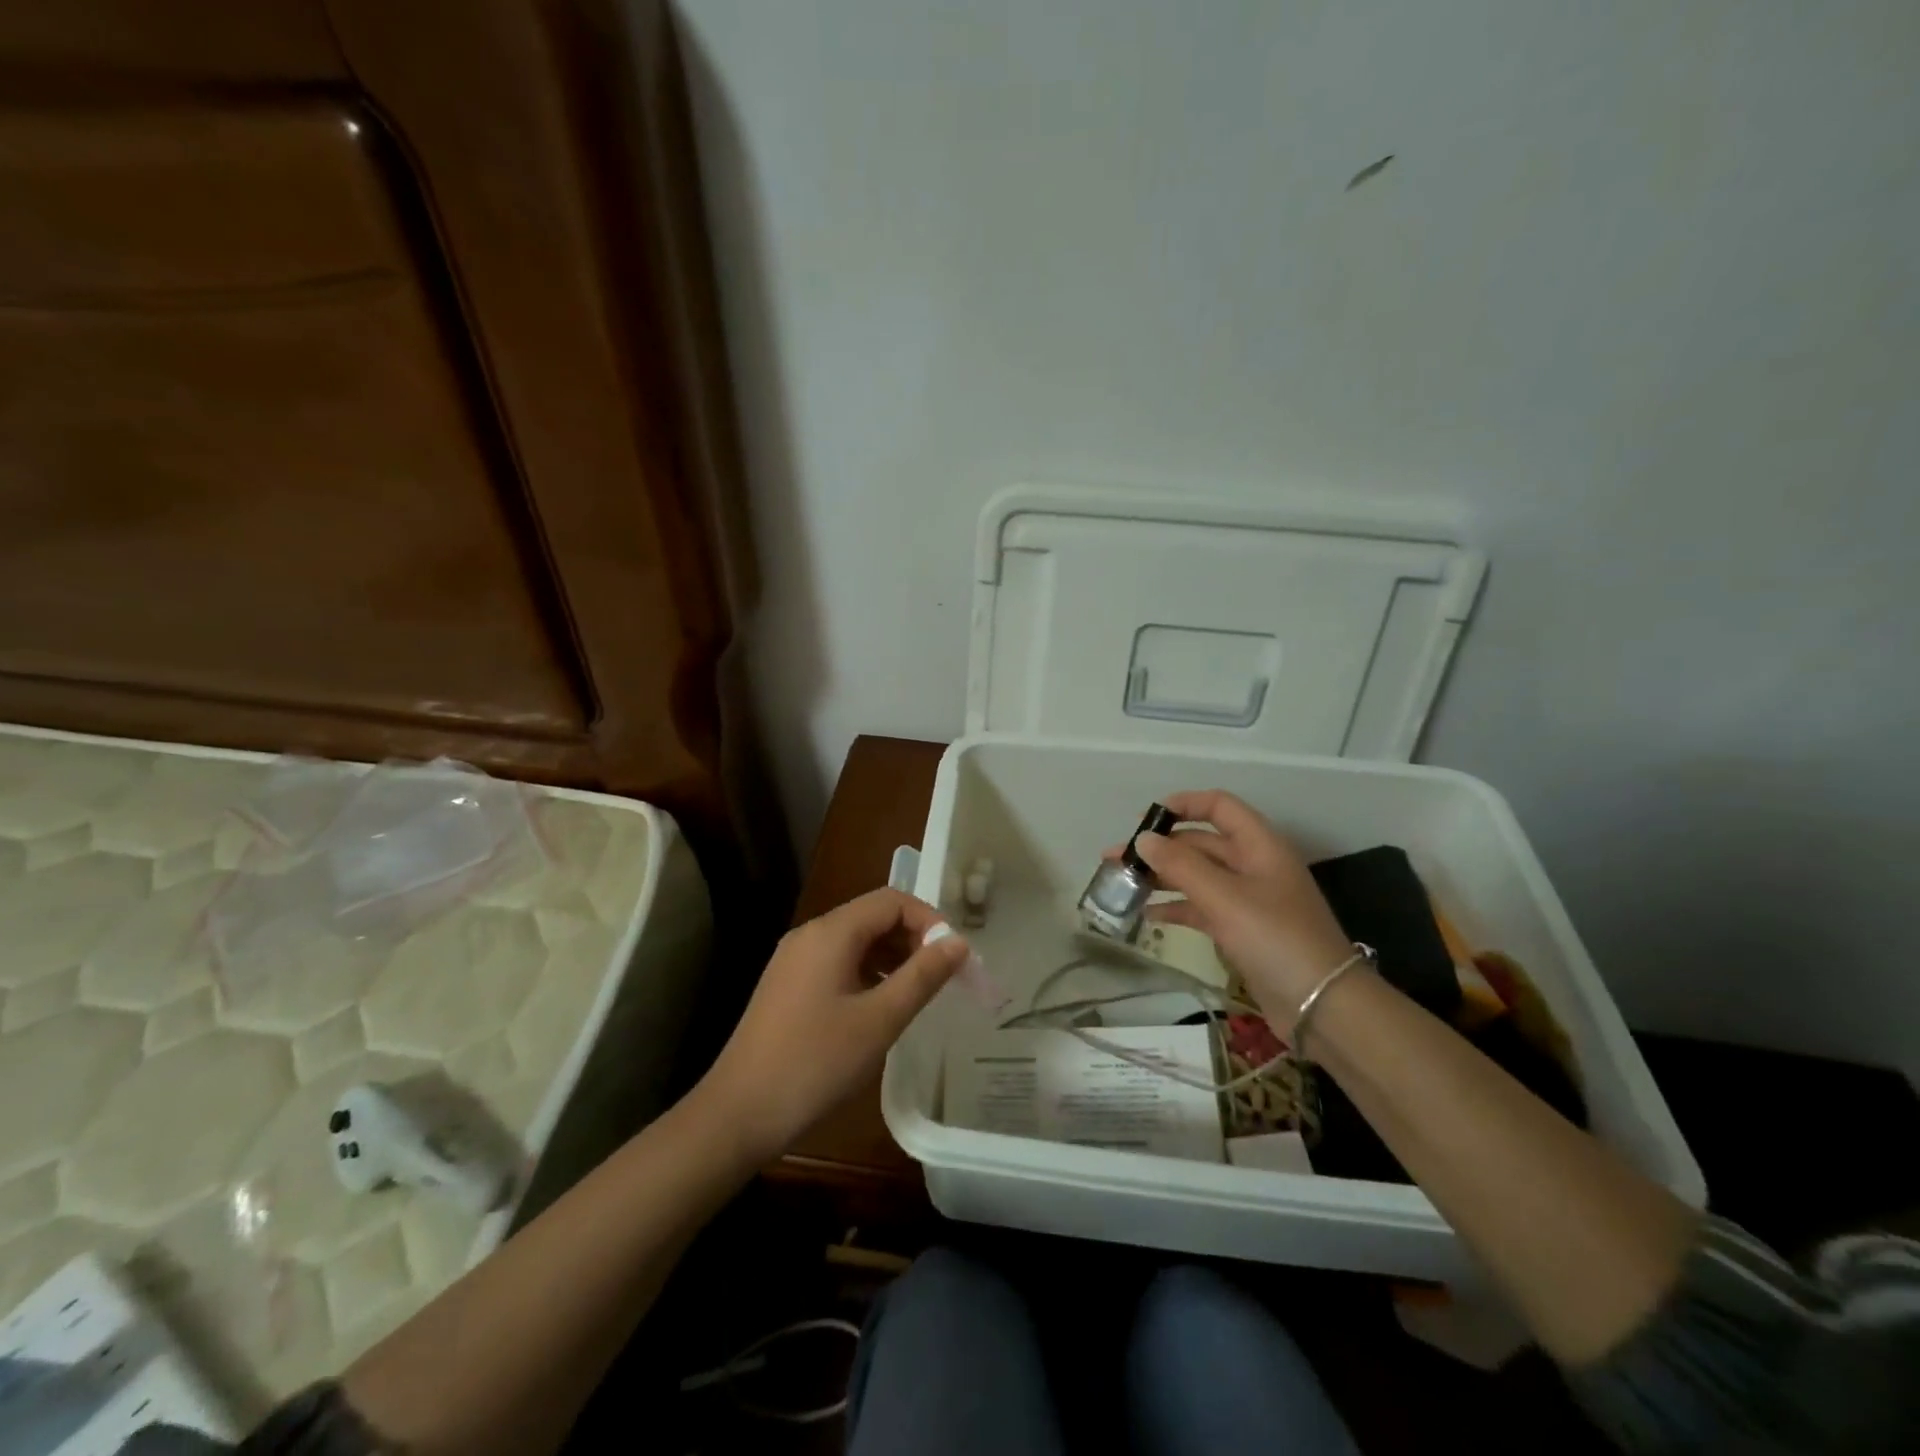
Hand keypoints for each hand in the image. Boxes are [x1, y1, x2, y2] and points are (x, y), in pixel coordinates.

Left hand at [696, 888, 966, 1163]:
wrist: (739, 1113)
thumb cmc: (816, 1063)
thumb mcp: (879, 1020)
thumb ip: (922, 976)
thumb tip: (958, 942)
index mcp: (831, 933)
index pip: (891, 901)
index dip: (929, 920)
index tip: (953, 957)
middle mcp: (810, 934)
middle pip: (872, 916)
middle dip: (912, 939)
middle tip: (941, 978)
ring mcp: (794, 960)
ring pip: (855, 941)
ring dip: (891, 957)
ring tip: (917, 994)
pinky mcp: (787, 985)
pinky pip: (837, 962)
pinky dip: (867, 973)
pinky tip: (880, 1008)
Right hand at [1125, 790, 1354, 1033]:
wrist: (1321, 1006)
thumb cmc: (1275, 939)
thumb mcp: (1224, 898)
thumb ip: (1181, 865)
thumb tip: (1143, 839)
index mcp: (1259, 845)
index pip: (1219, 806)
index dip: (1183, 805)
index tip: (1144, 819)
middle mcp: (1254, 865)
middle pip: (1201, 843)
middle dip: (1160, 847)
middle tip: (1116, 857)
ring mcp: (1249, 899)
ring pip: (1198, 876)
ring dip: (1162, 877)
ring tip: (1122, 884)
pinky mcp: (1242, 930)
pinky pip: (1202, 907)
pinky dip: (1175, 907)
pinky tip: (1146, 915)